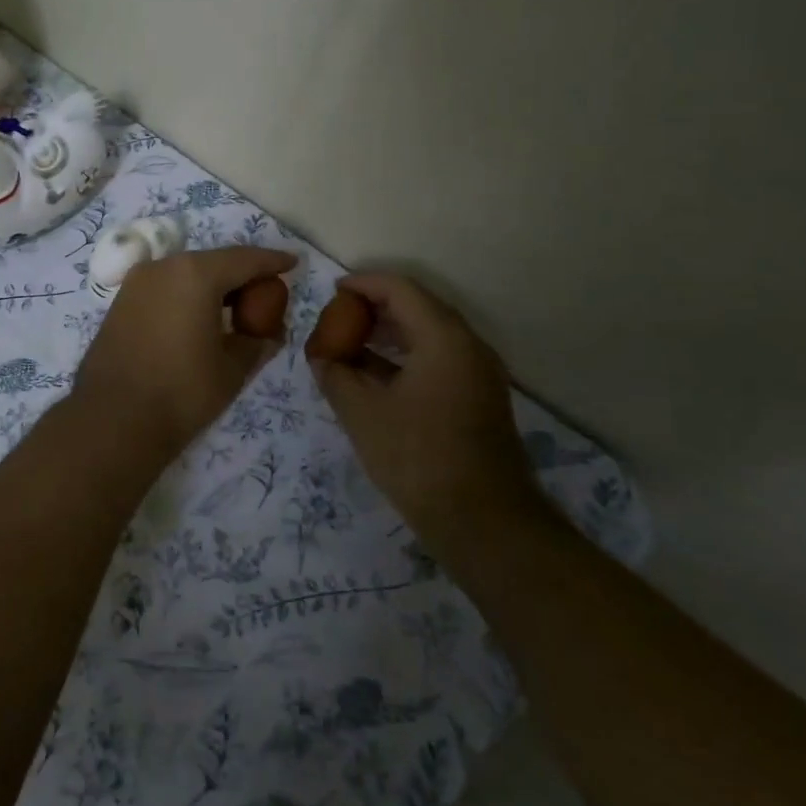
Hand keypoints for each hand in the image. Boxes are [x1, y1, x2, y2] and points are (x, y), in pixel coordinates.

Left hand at [73, 246, 297, 453]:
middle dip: (242, 274)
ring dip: (213, 286)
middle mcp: (163, 267)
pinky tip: (199, 318)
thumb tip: (270, 333)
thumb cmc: (182, 392)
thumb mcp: (233, 368)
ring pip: (186, 274)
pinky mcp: (120, 303)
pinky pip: (165, 289)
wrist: (112, 421)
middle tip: (266, 292)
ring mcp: (136, 283)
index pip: (245, 259)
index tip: (293, 263)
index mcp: (195, 274)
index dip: (272, 261)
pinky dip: (187, 296)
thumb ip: (257, 342)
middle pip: (214, 262)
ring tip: (235, 308)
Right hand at [309, 272, 533, 527]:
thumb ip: (336, 374)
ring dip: (390, 335)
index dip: (363, 284)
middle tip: (338, 320)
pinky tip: (376, 378)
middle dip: (375, 309)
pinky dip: (406, 358)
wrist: (484, 522)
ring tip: (350, 346)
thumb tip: (321, 356)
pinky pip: (439, 360)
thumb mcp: (363, 414)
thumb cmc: (419, 458)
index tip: (332, 292)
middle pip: (418, 308)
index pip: (401, 289)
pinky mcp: (479, 398)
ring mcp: (478, 373)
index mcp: (444, 338)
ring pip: (429, 336)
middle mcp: (468, 345)